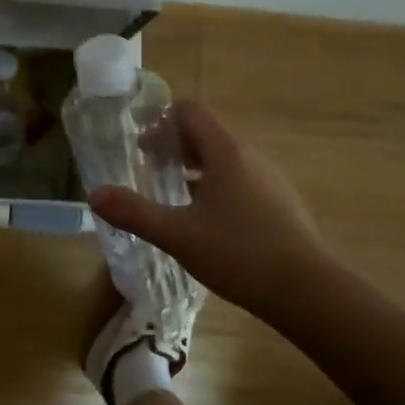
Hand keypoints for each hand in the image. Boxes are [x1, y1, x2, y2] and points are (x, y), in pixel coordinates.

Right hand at [88, 100, 330, 317]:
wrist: (309, 293)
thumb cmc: (240, 254)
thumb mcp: (178, 235)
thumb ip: (134, 213)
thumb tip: (95, 194)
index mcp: (226, 153)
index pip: (191, 112)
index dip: (162, 120)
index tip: (140, 144)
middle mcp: (251, 158)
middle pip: (207, 135)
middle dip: (174, 147)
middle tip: (148, 170)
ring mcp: (270, 181)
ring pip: (225, 161)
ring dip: (195, 169)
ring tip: (173, 197)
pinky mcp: (281, 205)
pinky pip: (241, 182)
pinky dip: (217, 188)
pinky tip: (207, 224)